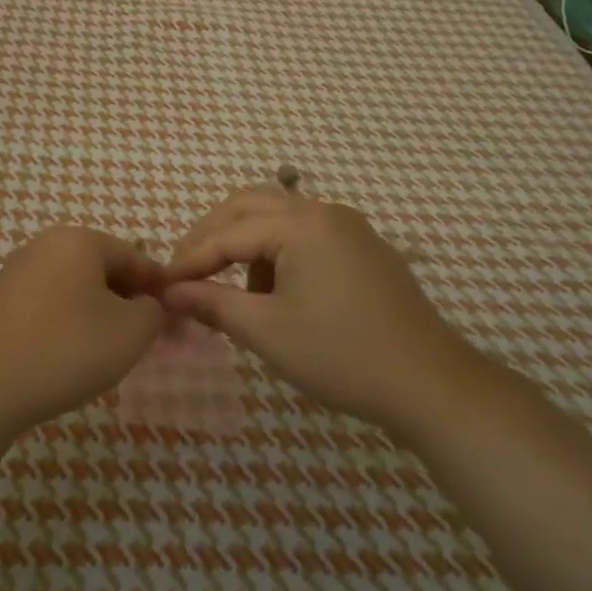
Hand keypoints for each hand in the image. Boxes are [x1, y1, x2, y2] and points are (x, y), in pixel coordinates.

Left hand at [0, 226, 165, 435]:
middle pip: (103, 269)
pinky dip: (66, 324)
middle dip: (128, 302)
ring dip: (98, 314)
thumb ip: (153, 312)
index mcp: (79, 240)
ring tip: (109, 352)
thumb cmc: (65, 349)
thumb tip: (149, 305)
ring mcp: (16, 272)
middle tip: (145, 340)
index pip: (135, 257)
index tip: (177, 320)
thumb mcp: (130, 333)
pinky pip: (47, 306)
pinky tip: (69, 356)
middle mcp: (45, 245)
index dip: (161, 288)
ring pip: (74, 289)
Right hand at [161, 188, 470, 429]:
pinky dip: (277, 252)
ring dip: (245, 243)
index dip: (190, 259)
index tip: (161, 285)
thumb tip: (171, 292)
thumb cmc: (342, 355)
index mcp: (301, 224)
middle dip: (212, 236)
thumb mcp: (267, 331)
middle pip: (250, 206)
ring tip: (232, 290)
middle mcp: (325, 212)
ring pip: (279, 218)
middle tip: (186, 271)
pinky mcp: (363, 249)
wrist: (430, 384)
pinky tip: (275, 293)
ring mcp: (349, 228)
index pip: (228, 233)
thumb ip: (213, 304)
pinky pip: (306, 235)